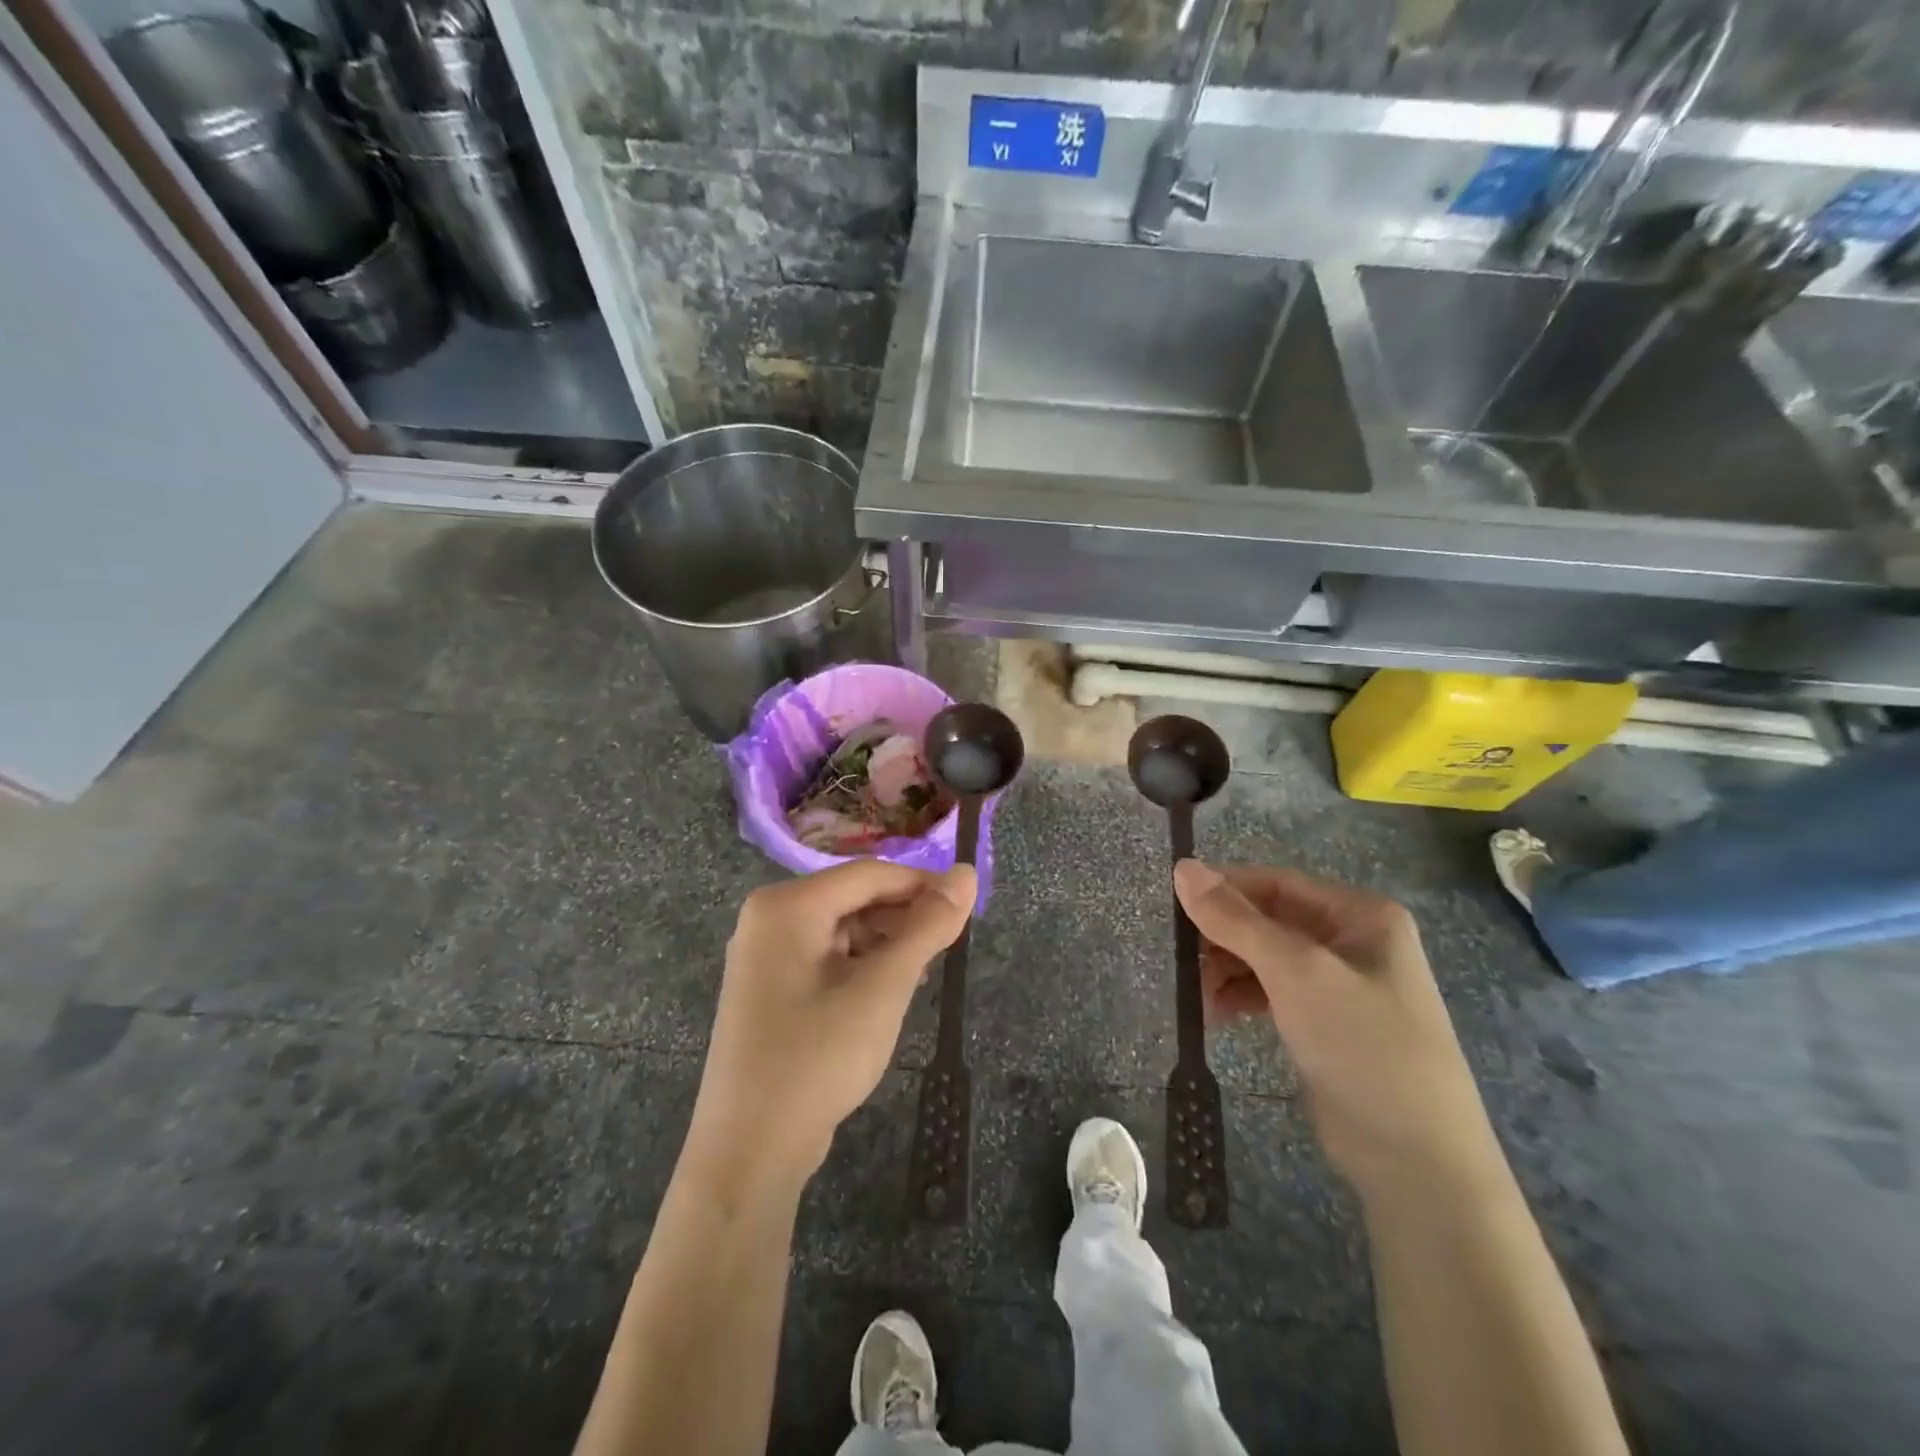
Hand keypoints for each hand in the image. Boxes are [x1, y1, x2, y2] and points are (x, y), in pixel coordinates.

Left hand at [684, 860, 975, 1195]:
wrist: (751, 1150)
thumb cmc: (818, 1057)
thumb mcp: (884, 987)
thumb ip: (928, 926)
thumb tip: (966, 873)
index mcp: (787, 904)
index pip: (869, 874)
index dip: (922, 884)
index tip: (967, 906)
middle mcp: (769, 918)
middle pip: (853, 898)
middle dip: (903, 919)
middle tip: (947, 948)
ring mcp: (764, 955)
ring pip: (843, 929)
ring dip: (885, 945)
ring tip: (920, 975)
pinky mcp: (769, 988)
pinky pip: (826, 957)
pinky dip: (861, 967)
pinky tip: (887, 993)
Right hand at [1173, 859, 1501, 1201]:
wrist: (1418, 1161)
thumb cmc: (1363, 1045)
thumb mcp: (1295, 972)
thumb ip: (1235, 919)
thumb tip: (1182, 866)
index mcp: (1360, 914)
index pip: (1276, 883)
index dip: (1224, 889)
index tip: (1172, 904)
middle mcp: (1353, 940)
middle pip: (1268, 919)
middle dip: (1222, 937)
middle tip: (1180, 959)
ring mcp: (1341, 984)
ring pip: (1265, 957)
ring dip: (1226, 969)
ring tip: (1196, 996)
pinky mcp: (1326, 1022)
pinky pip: (1272, 991)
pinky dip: (1241, 996)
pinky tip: (1216, 1014)